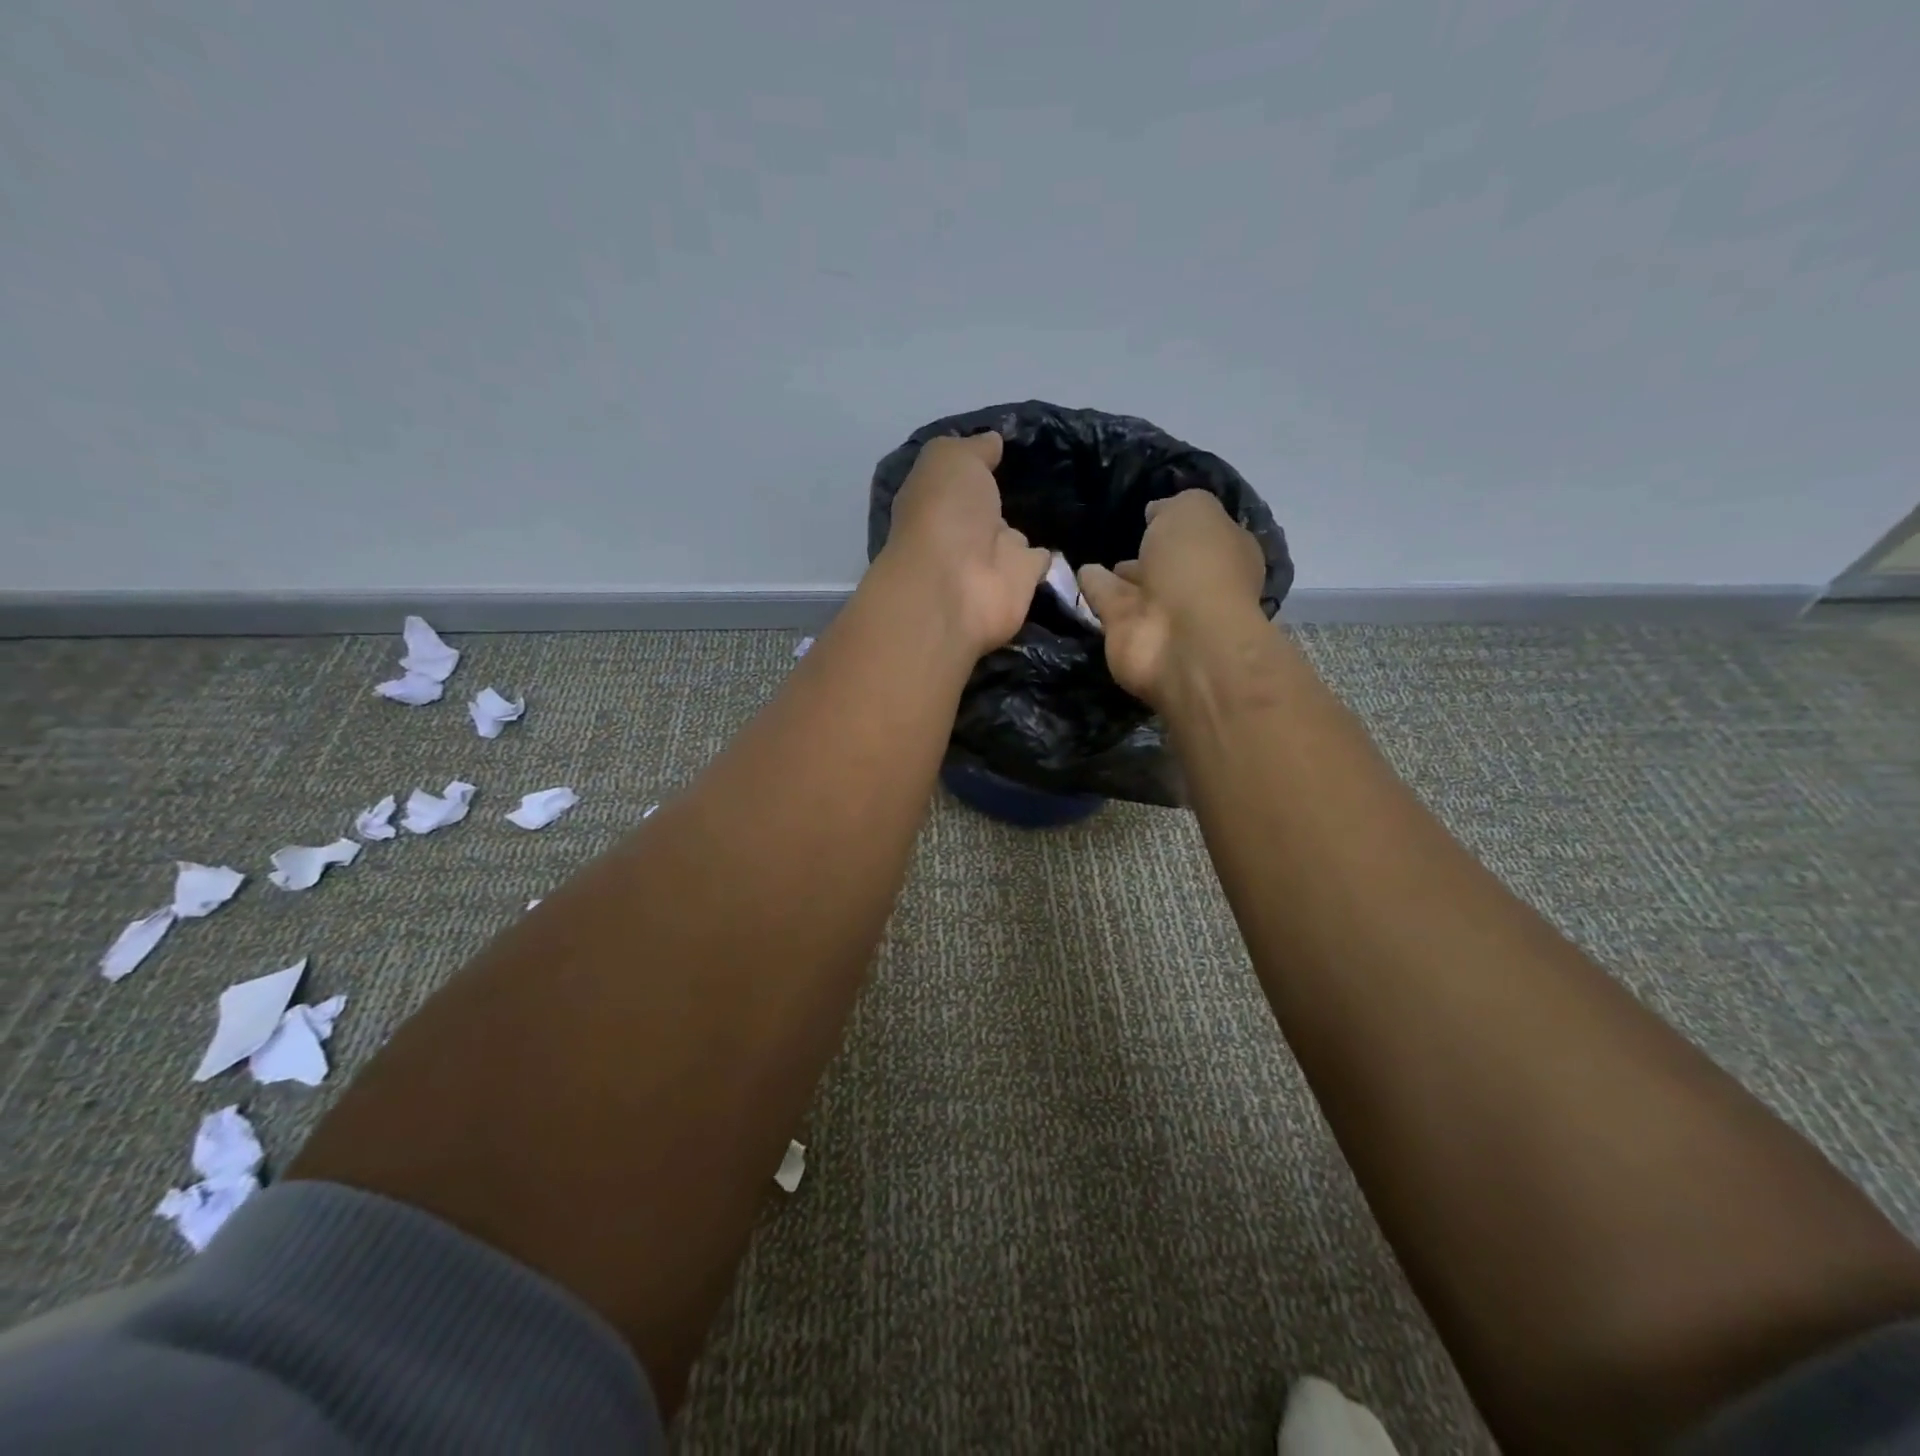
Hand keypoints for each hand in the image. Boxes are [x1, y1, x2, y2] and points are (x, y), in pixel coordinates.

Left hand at [879, 432, 1050, 655]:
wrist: (958, 588)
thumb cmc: (944, 515)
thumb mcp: (949, 460)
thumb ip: (973, 448)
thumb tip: (993, 440)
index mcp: (937, 502)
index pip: (958, 480)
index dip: (975, 465)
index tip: (1005, 449)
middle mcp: (962, 532)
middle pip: (987, 510)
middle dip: (1003, 498)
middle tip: (1038, 475)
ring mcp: (992, 559)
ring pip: (1014, 538)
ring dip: (1027, 528)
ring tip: (1059, 504)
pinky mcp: (1022, 582)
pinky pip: (1040, 561)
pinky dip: (1050, 555)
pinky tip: (1068, 539)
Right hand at [1077, 490, 1266, 706]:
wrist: (1179, 637)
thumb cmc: (1198, 566)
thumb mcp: (1194, 510)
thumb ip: (1173, 506)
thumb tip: (1155, 513)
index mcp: (1226, 554)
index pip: (1206, 533)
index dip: (1184, 522)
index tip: (1157, 511)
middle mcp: (1196, 584)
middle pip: (1170, 564)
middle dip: (1153, 554)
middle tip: (1126, 538)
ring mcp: (1160, 612)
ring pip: (1136, 585)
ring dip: (1121, 575)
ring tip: (1097, 557)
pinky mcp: (1126, 632)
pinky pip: (1106, 601)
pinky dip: (1094, 589)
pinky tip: (1080, 572)